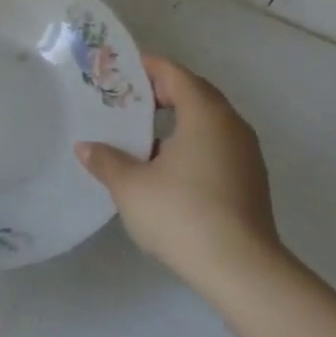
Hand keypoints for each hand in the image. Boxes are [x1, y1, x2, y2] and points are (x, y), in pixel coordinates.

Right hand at [76, 57, 289, 296]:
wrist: (241, 269)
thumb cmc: (182, 214)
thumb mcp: (131, 186)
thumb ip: (106, 161)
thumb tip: (85, 147)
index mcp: (205, 114)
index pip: (175, 74)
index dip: (148, 68)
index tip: (120, 71)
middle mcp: (231, 125)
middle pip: (195, 95)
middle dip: (162, 93)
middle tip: (126, 100)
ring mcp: (246, 154)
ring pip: (207, 123)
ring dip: (177, 121)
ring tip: (141, 135)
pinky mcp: (250, 180)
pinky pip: (216, 146)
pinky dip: (191, 144)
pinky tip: (166, 169)